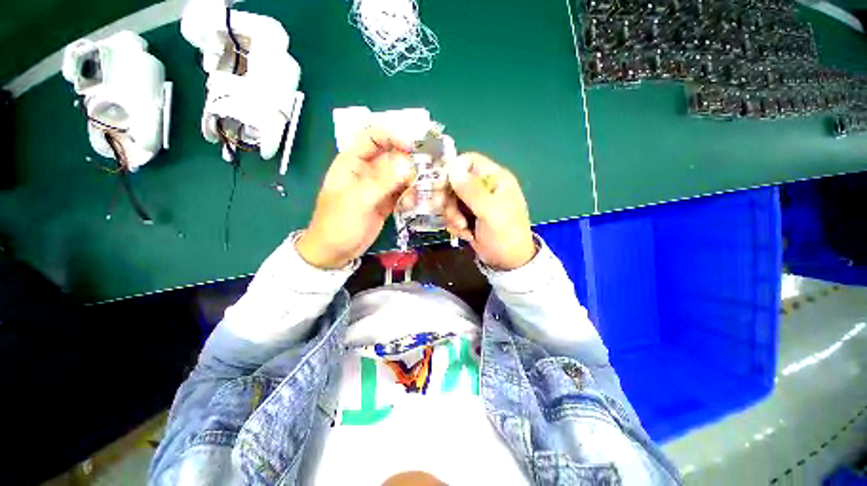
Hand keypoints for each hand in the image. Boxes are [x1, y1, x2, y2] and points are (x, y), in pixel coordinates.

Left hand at [296, 127, 412, 268]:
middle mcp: (367, 170)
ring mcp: (378, 186)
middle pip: (393, 156)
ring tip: (412, 199)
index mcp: (352, 162)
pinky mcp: (386, 201)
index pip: (373, 137)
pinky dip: (409, 196)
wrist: (335, 251)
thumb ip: (383, 182)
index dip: (393, 136)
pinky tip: (410, 206)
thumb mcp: (358, 200)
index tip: (413, 147)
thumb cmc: (339, 223)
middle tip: (422, 176)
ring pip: (401, 175)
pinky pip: (402, 192)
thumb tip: (408, 166)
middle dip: (408, 164)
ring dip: (411, 184)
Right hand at [443, 153, 536, 269]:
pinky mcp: (468, 215)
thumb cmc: (505, 235)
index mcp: (495, 178)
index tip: (441, 187)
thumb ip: (472, 191)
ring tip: (463, 228)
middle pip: (454, 181)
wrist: (508, 262)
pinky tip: (465, 234)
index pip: (468, 161)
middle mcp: (483, 187)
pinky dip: (454, 224)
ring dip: (451, 215)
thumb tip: (452, 169)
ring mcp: (475, 202)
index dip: (452, 171)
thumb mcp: (490, 213)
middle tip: (454, 216)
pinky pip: (451, 213)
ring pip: (450, 199)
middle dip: (449, 200)